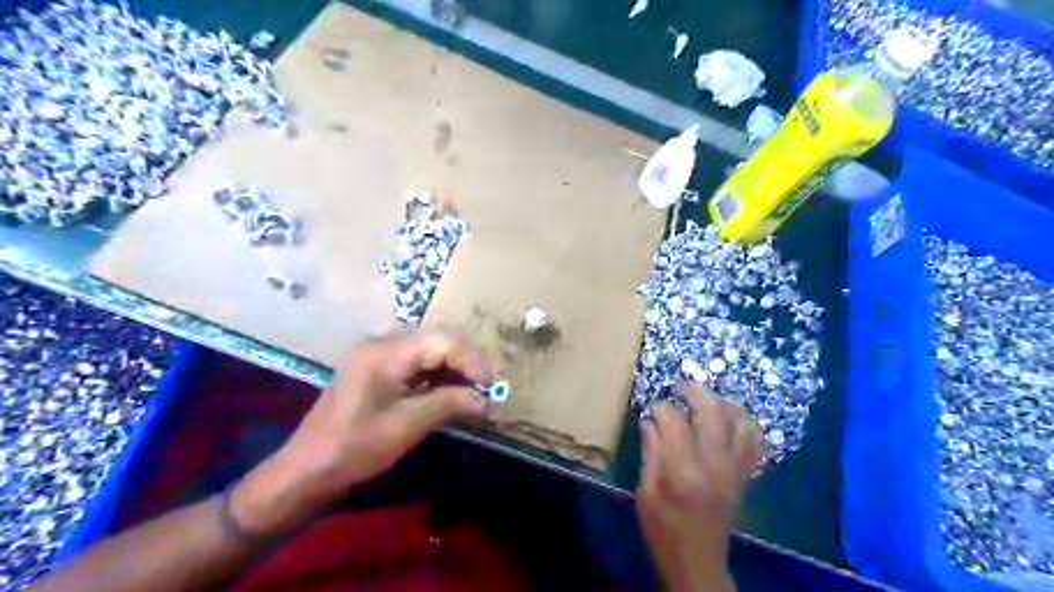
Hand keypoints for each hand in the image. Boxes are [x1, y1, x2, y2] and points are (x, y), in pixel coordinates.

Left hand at [230, 331, 489, 534]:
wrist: (306, 470)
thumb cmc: (355, 448)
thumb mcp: (407, 426)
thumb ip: (449, 404)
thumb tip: (485, 400)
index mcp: (386, 351)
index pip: (442, 341)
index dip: (472, 360)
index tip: (490, 386)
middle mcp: (382, 342)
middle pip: (436, 338)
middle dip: (465, 360)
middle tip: (484, 386)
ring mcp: (376, 352)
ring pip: (428, 346)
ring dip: (452, 365)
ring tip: (471, 388)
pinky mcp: (376, 366)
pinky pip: (415, 359)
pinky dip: (436, 372)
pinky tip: (447, 389)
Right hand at [632, 382, 756, 589]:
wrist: (697, 562)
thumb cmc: (664, 529)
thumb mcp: (646, 492)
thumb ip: (650, 453)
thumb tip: (649, 420)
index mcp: (683, 472)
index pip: (675, 423)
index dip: (662, 408)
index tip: (653, 406)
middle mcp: (714, 466)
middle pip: (713, 414)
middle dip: (696, 392)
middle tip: (680, 385)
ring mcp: (734, 470)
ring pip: (739, 423)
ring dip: (723, 403)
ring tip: (705, 398)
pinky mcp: (744, 476)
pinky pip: (754, 442)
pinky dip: (744, 424)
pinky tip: (730, 418)